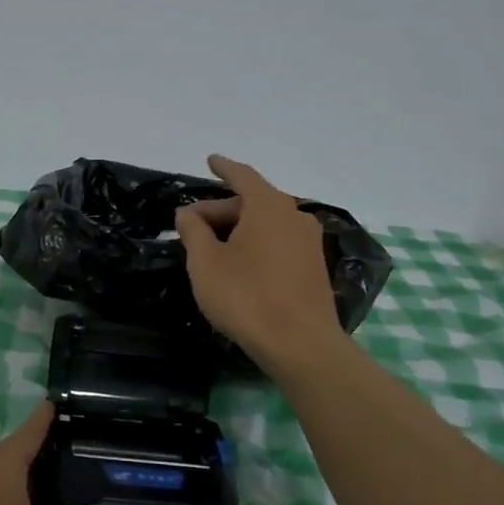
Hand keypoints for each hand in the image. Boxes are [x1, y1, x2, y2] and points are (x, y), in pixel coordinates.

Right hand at [174, 154, 342, 374]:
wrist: (300, 344)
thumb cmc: (246, 296)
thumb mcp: (205, 263)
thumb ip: (194, 231)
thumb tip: (188, 213)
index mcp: (268, 206)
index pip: (242, 176)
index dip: (223, 168)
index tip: (210, 160)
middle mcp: (295, 216)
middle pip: (253, 202)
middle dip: (221, 210)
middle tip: (192, 226)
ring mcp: (310, 243)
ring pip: (267, 224)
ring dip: (239, 230)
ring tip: (213, 247)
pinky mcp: (314, 268)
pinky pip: (279, 243)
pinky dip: (256, 244)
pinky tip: (240, 265)